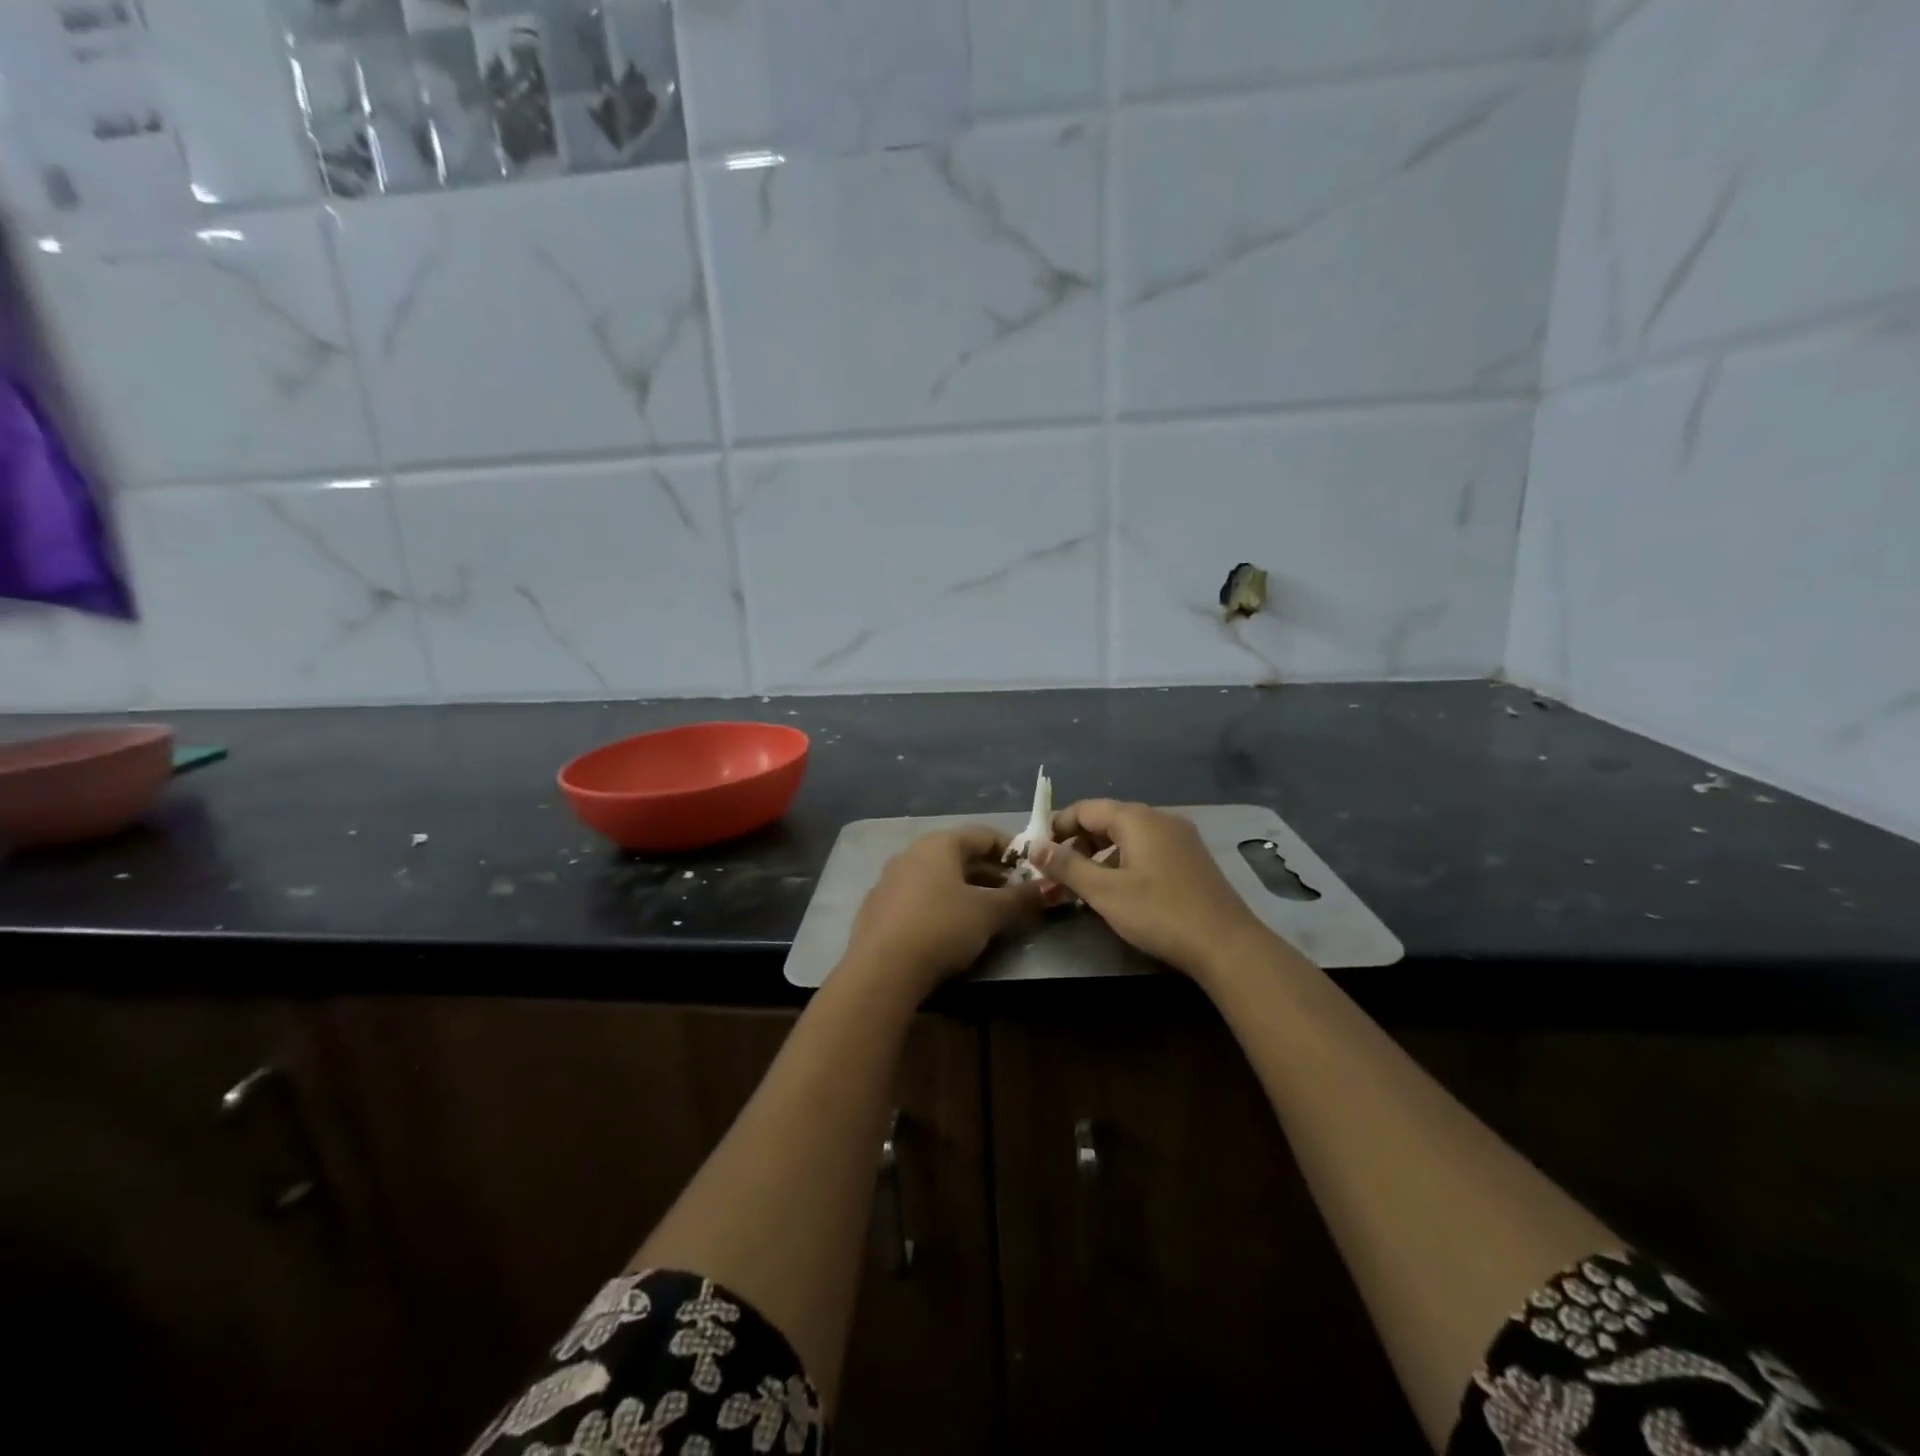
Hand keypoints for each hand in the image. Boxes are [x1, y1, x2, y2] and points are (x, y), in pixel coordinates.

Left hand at [841, 827, 1046, 999]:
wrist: (881, 970)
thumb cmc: (942, 927)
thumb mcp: (990, 913)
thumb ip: (1022, 898)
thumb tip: (1053, 887)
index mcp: (939, 843)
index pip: (984, 835)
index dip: (1012, 851)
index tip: (1034, 871)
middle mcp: (911, 853)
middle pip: (960, 856)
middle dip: (991, 874)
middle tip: (1016, 896)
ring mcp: (890, 880)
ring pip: (939, 878)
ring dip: (966, 891)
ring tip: (988, 915)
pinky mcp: (878, 909)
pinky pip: (919, 898)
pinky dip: (941, 906)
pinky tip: (950, 931)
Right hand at [1034, 800, 1272, 981]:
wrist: (1227, 944)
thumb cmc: (1160, 913)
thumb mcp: (1105, 892)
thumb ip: (1067, 866)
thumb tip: (1034, 847)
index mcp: (1136, 818)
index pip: (1084, 809)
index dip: (1057, 827)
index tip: (1037, 852)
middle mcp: (1159, 818)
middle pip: (1106, 819)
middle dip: (1077, 843)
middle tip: (1057, 873)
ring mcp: (1180, 837)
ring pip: (1127, 836)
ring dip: (1100, 854)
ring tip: (1083, 884)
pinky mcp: (1191, 858)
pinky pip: (1147, 848)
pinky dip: (1124, 861)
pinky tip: (1120, 889)